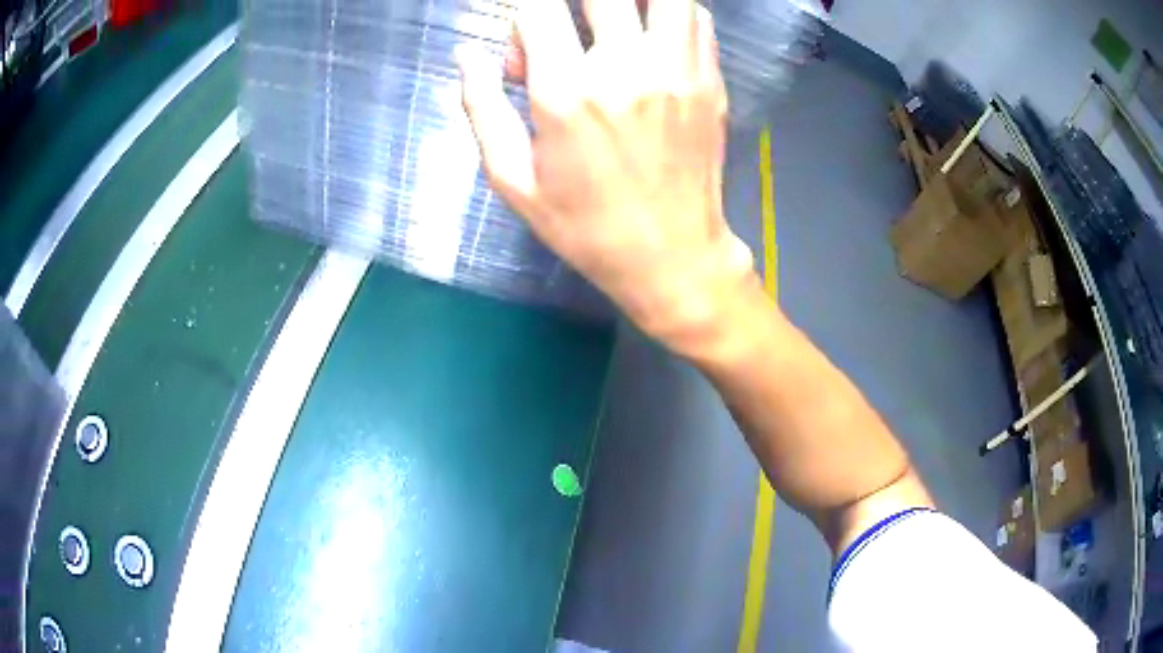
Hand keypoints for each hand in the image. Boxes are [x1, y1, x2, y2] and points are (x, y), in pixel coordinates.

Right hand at [459, 0, 753, 347]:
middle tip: (564, 32)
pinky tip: (651, 35)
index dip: (520, 12)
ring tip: (614, 22)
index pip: (538, 7)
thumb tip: (466, 54)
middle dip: (575, 3)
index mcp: (567, 92)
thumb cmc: (585, 227)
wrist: (673, 257)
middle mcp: (628, 67)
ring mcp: (678, 70)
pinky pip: (697, 18)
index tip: (524, 39)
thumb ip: (482, 109)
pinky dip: (671, 12)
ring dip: (632, 1)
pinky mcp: (710, 81)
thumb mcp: (513, 181)